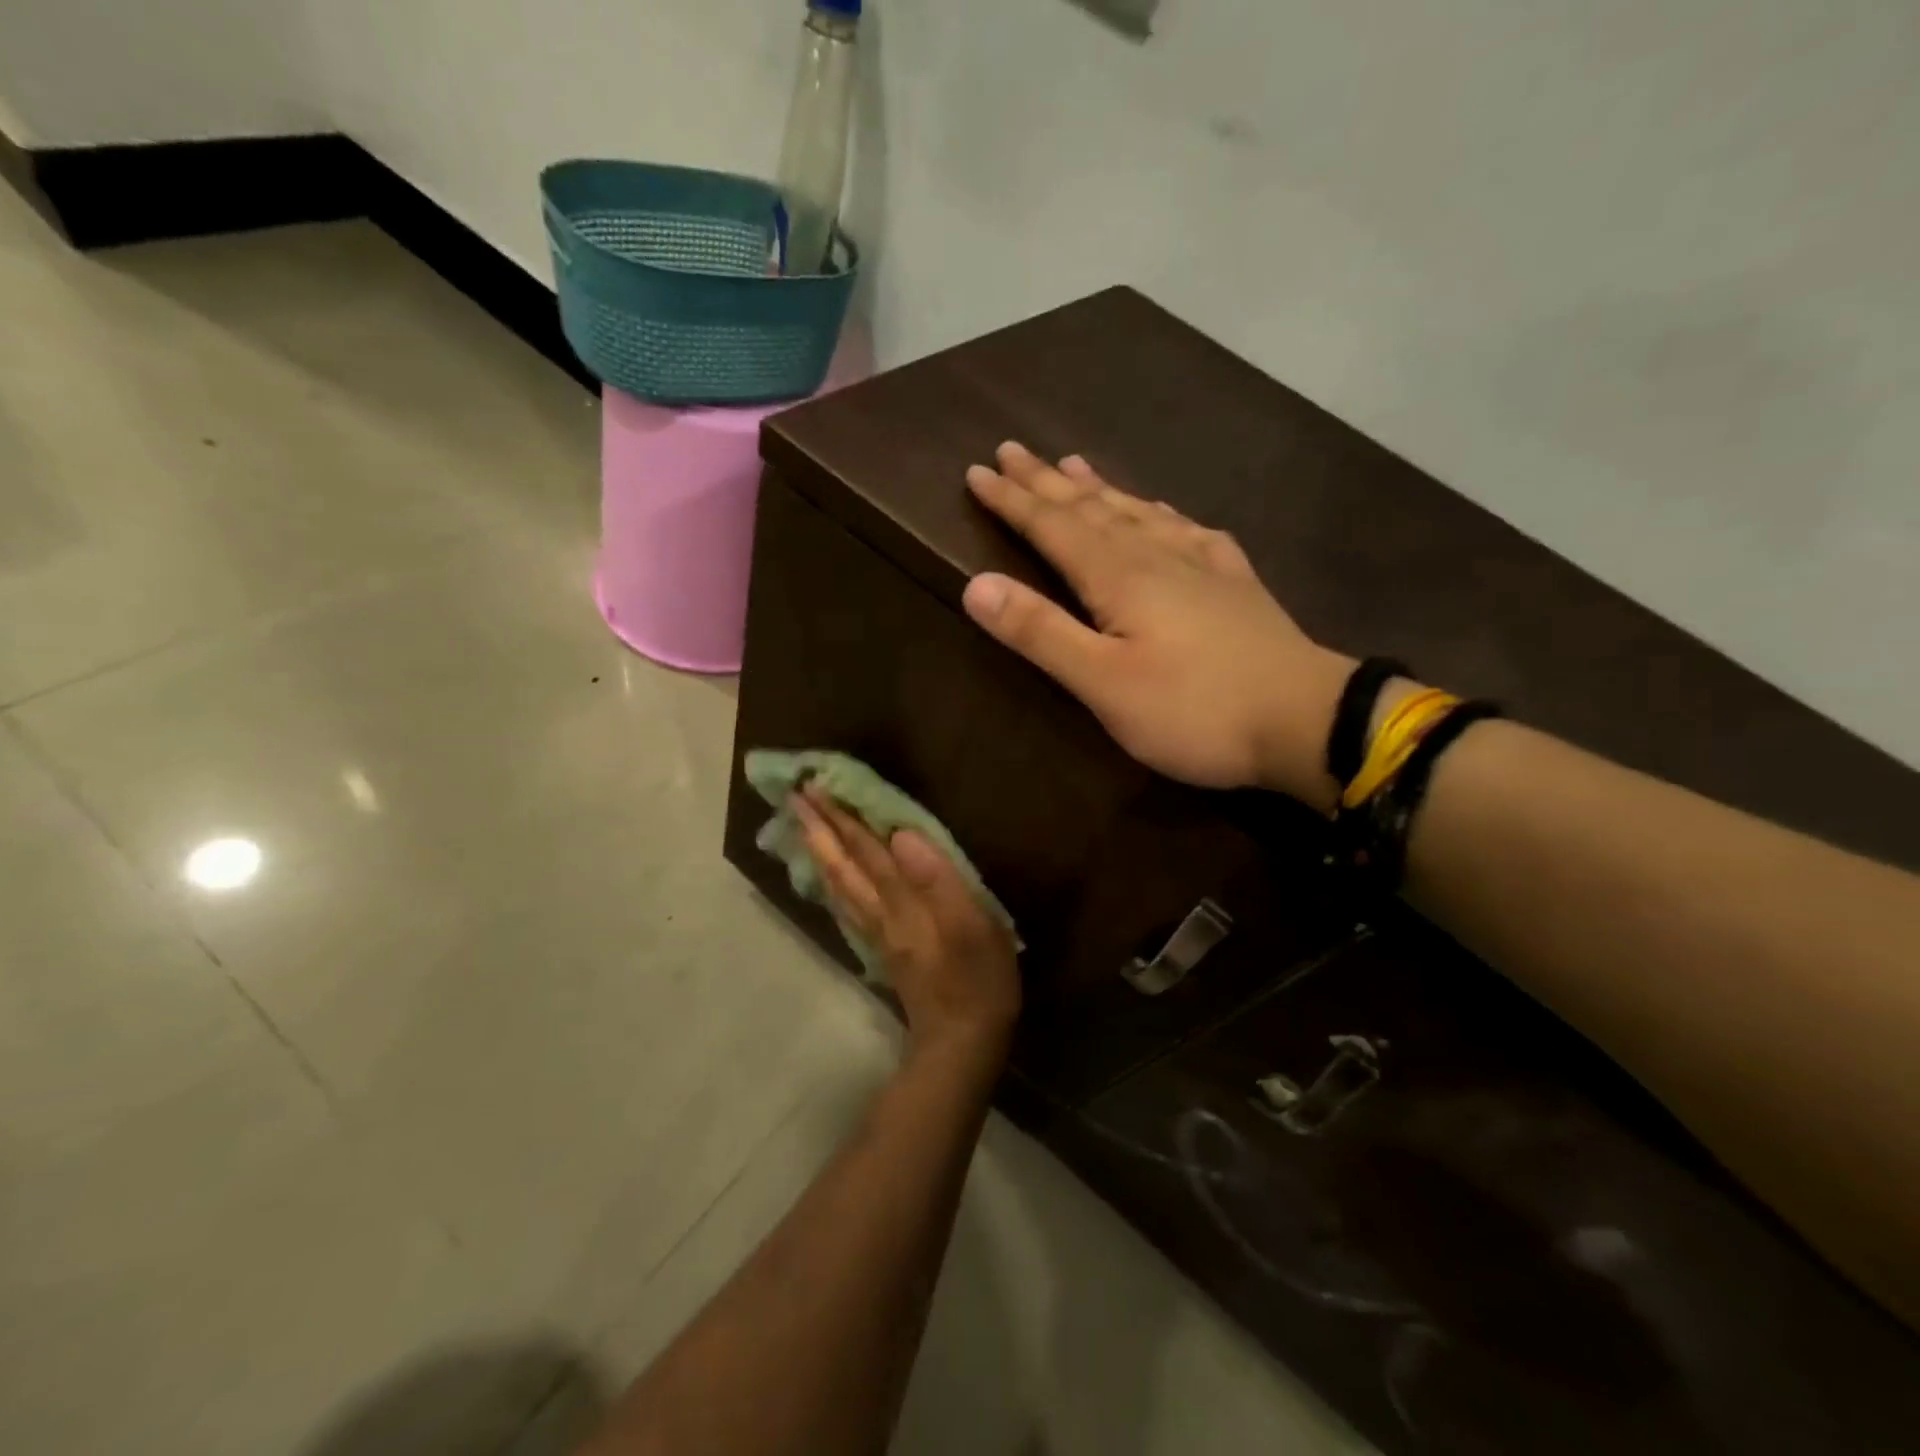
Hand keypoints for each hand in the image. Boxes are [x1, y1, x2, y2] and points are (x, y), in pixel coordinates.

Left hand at [792, 787, 1021, 1060]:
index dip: (842, 817)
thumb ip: (937, 879)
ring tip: (804, 827)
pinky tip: (830, 877)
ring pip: (839, 884)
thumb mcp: (972, 926)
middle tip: (796, 797)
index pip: (867, 850)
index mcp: (903, 902)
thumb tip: (901, 835)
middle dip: (820, 828)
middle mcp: (881, 913)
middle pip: (843, 864)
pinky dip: (833, 882)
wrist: (961, 1042)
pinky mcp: (883, 948)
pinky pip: (847, 905)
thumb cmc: (978, 979)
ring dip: (820, 851)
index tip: (815, 786)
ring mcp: (879, 932)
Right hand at [961, 442, 1355, 811]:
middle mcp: (1157, 555)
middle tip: (1011, 450)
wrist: (1306, 720)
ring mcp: (1202, 564)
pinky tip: (1161, 511)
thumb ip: (1041, 633)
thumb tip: (977, 585)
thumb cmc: (1194, 710)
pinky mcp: (1235, 583)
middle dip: (1045, 482)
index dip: (1012, 500)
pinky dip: (1161, 513)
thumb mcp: (1104, 683)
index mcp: (1119, 576)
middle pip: (1091, 509)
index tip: (977, 472)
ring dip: (1099, 488)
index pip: (1052, 526)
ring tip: (1072, 464)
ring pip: (1137, 512)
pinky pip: (1187, 529)